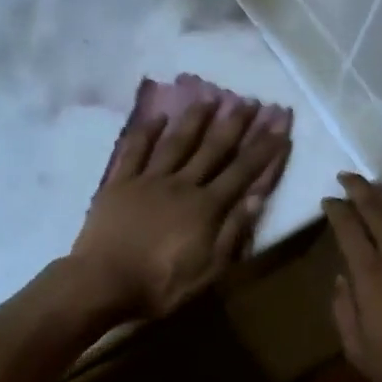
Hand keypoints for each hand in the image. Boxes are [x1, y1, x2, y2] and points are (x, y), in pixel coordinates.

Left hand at [69, 97, 291, 319]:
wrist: (103, 282)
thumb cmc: (160, 284)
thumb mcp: (208, 270)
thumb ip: (232, 232)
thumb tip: (256, 198)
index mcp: (205, 207)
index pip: (242, 172)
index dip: (262, 149)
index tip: (278, 126)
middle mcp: (181, 184)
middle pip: (212, 149)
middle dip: (234, 124)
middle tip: (250, 101)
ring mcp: (148, 180)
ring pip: (177, 142)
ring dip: (195, 119)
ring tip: (210, 97)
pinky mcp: (120, 183)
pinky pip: (135, 151)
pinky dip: (147, 132)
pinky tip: (158, 117)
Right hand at [323, 174, 381, 381]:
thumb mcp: (357, 347)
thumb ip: (344, 309)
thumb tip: (341, 280)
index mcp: (369, 273)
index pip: (348, 227)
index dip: (336, 210)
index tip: (327, 200)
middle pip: (376, 210)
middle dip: (359, 189)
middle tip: (347, 176)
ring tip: (374, 185)